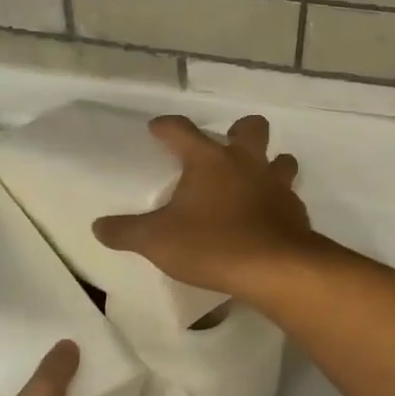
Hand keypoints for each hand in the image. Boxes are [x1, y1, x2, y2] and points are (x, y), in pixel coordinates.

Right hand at [92, 115, 315, 299]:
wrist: (275, 268)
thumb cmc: (212, 244)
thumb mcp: (157, 241)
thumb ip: (127, 231)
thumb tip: (99, 226)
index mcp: (209, 160)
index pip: (182, 130)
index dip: (167, 127)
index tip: (157, 128)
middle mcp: (246, 163)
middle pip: (251, 128)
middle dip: (240, 131)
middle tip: (226, 147)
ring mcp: (276, 185)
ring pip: (281, 159)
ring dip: (271, 164)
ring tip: (254, 181)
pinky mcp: (295, 211)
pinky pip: (289, 196)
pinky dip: (279, 201)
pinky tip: (267, 218)